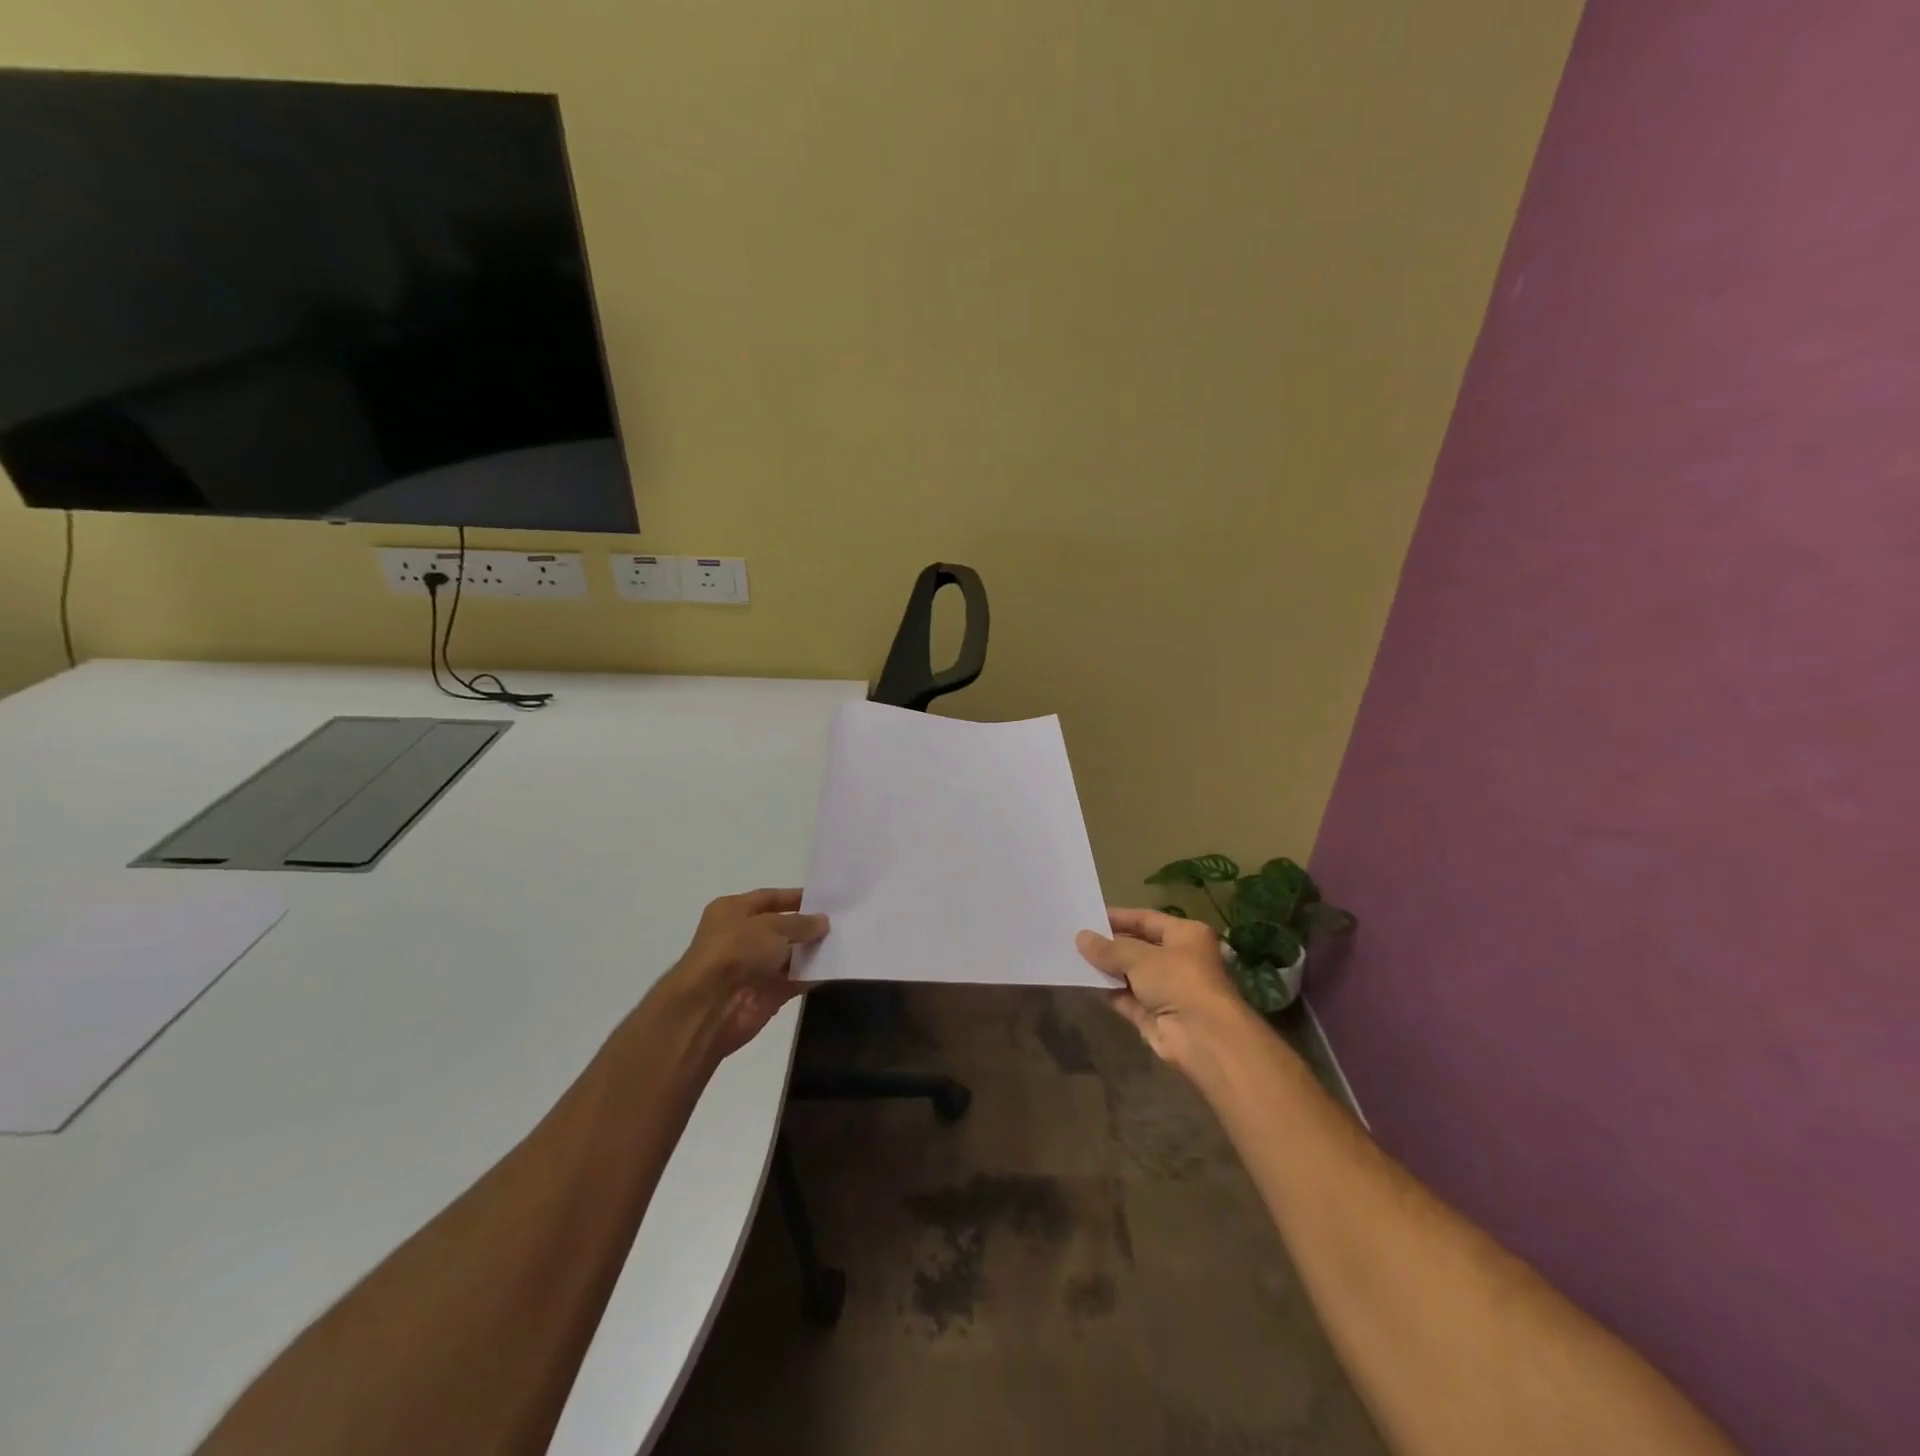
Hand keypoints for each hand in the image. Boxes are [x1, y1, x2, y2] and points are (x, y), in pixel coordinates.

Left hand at [667, 889, 828, 1059]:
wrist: (710, 1006)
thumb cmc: (736, 951)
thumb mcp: (773, 927)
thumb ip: (801, 923)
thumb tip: (823, 922)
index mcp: (733, 911)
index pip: (769, 898)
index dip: (796, 898)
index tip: (825, 900)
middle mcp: (741, 937)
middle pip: (781, 928)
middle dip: (808, 927)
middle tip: (840, 923)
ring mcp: (752, 967)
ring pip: (789, 956)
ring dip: (812, 952)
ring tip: (844, 943)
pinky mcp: (764, 994)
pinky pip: (793, 981)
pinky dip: (811, 976)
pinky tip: (835, 968)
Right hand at [1076, 907, 1248, 1071]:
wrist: (1202, 1038)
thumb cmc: (1178, 982)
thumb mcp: (1140, 957)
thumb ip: (1109, 948)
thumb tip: (1081, 937)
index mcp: (1186, 935)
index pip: (1147, 919)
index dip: (1118, 917)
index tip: (1089, 916)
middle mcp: (1179, 959)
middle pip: (1138, 946)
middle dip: (1109, 944)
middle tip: (1075, 937)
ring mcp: (1167, 989)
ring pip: (1130, 973)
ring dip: (1106, 968)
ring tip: (1072, 956)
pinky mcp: (1154, 1015)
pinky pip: (1126, 997)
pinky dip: (1108, 991)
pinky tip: (1083, 981)